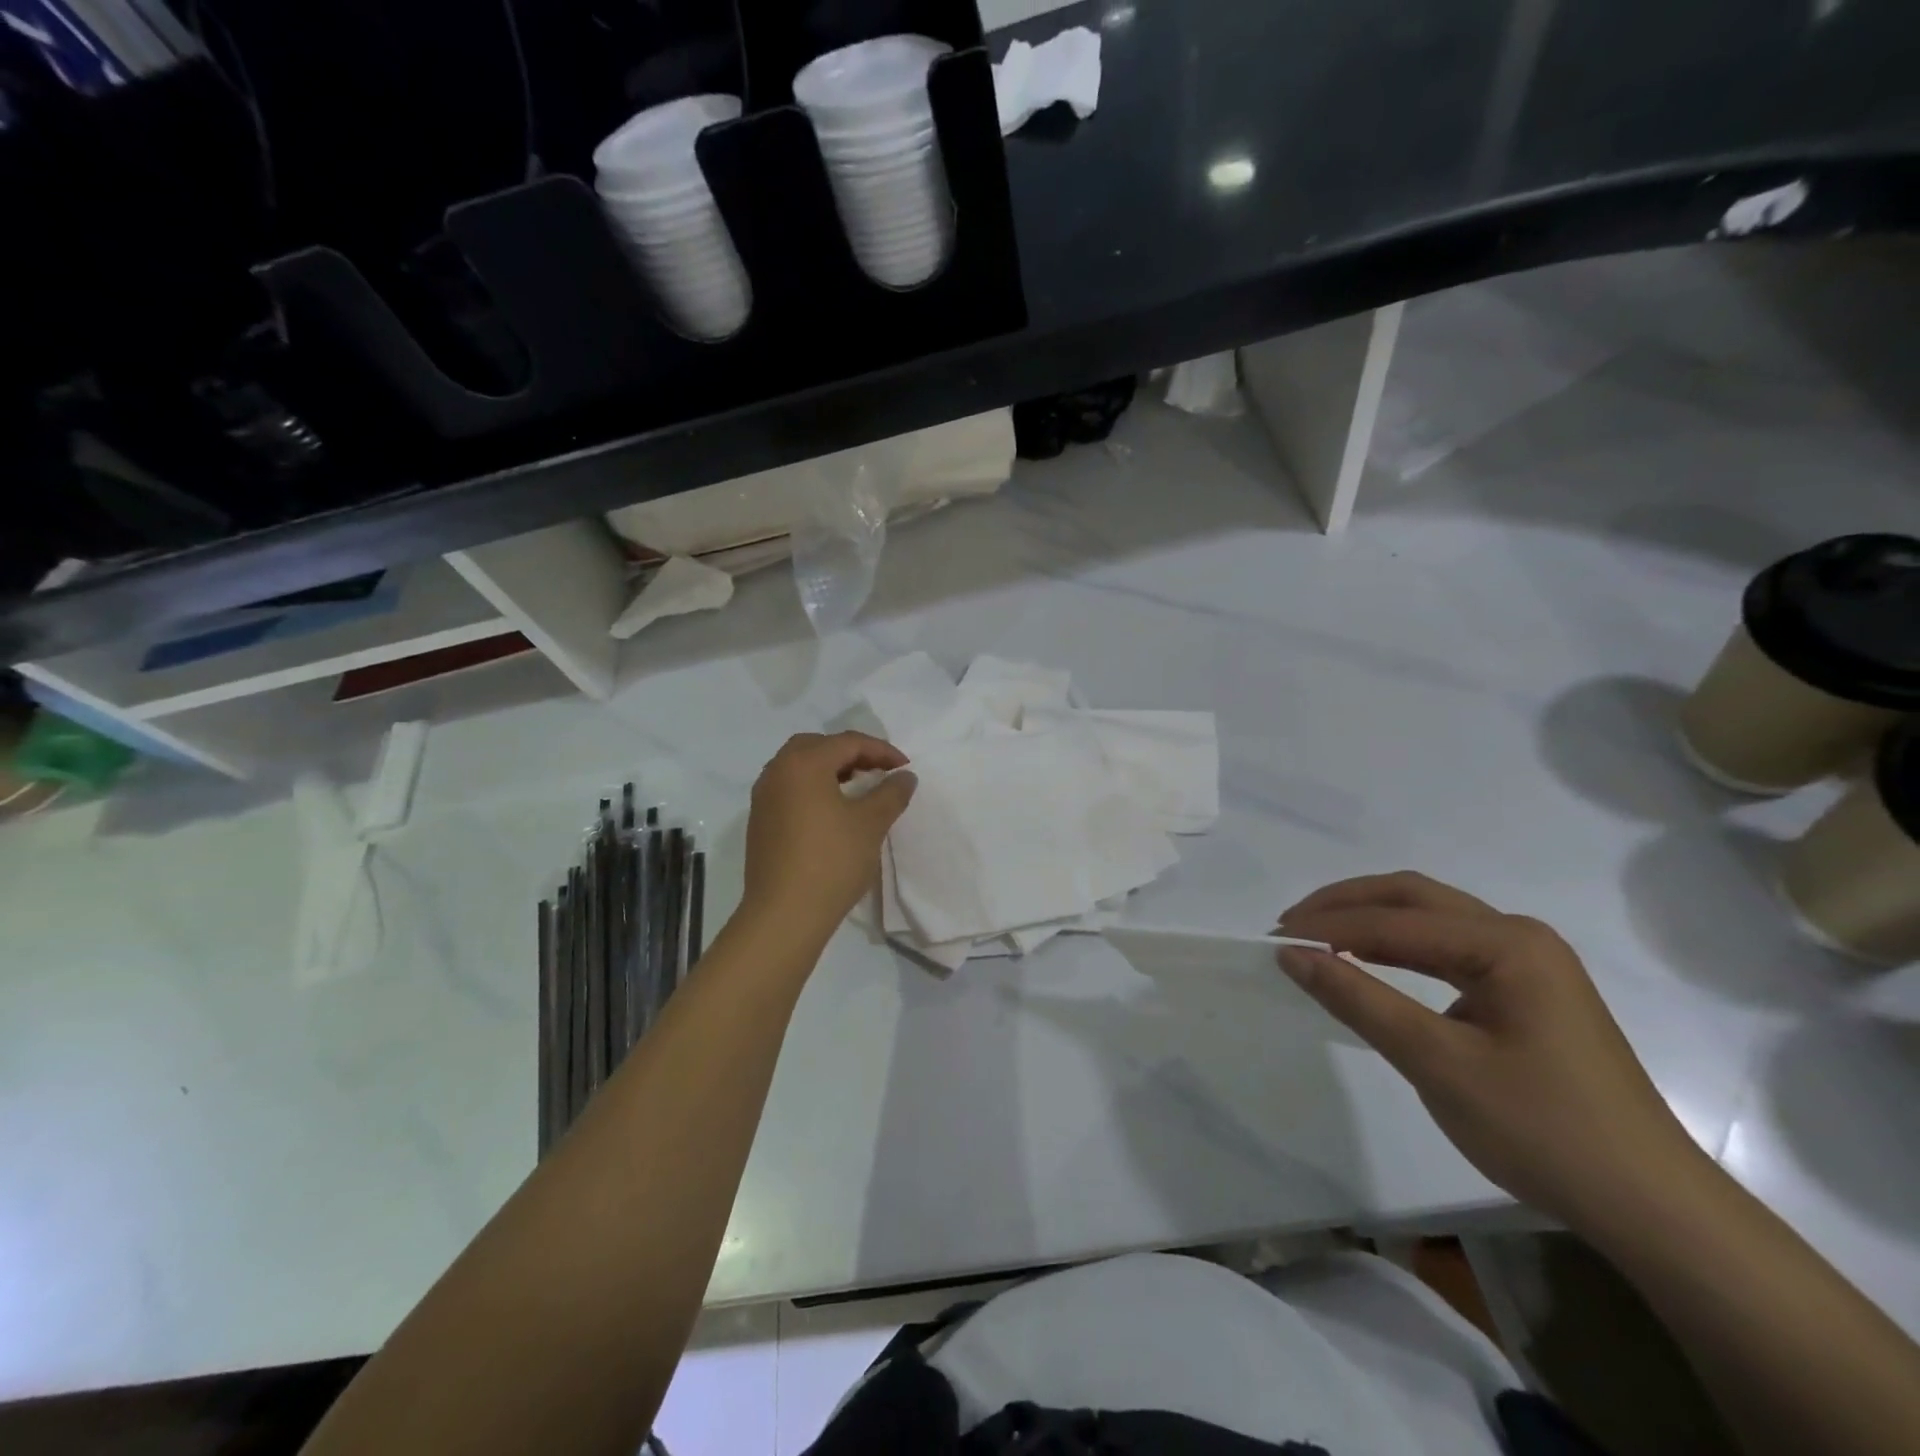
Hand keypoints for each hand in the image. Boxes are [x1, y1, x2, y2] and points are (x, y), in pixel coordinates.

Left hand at [741, 732, 916, 946]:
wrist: (784, 914)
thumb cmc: (831, 861)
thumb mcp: (871, 824)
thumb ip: (891, 793)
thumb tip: (905, 776)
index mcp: (803, 763)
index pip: (848, 742)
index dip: (881, 751)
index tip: (905, 768)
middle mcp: (777, 771)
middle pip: (817, 746)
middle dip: (851, 753)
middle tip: (877, 771)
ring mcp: (763, 797)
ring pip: (799, 767)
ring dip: (830, 769)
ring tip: (858, 789)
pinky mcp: (760, 821)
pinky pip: (789, 788)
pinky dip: (813, 788)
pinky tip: (832, 812)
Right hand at [1277, 872, 1708, 1230]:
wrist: (1651, 1206)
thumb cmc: (1542, 1129)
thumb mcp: (1437, 1063)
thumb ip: (1359, 1000)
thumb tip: (1292, 955)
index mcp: (1506, 943)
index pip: (1394, 922)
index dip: (1328, 928)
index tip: (1272, 939)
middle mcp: (1519, 935)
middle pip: (1413, 898)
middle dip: (1346, 905)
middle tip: (1290, 925)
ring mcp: (1528, 960)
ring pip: (1430, 917)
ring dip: (1370, 921)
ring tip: (1318, 937)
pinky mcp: (1527, 988)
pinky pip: (1447, 947)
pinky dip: (1398, 946)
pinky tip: (1371, 962)